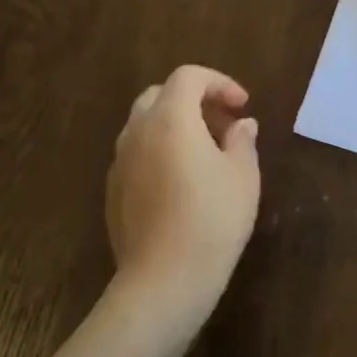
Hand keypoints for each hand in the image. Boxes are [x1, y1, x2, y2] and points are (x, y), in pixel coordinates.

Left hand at [105, 65, 261, 346]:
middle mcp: (137, 132)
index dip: (219, 83)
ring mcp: (119, 162)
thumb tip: (241, 125)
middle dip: (194, 100)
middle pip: (160, 95)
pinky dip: (159, 151)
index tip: (243, 106)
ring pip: (144, 125)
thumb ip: (242, 141)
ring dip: (175, 126)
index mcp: (170, 118)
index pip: (188, 77)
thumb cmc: (212, 219)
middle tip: (223, 124)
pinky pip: (136, 154)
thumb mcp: (243, 176)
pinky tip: (182, 183)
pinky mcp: (113, 191)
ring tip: (206, 154)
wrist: (163, 279)